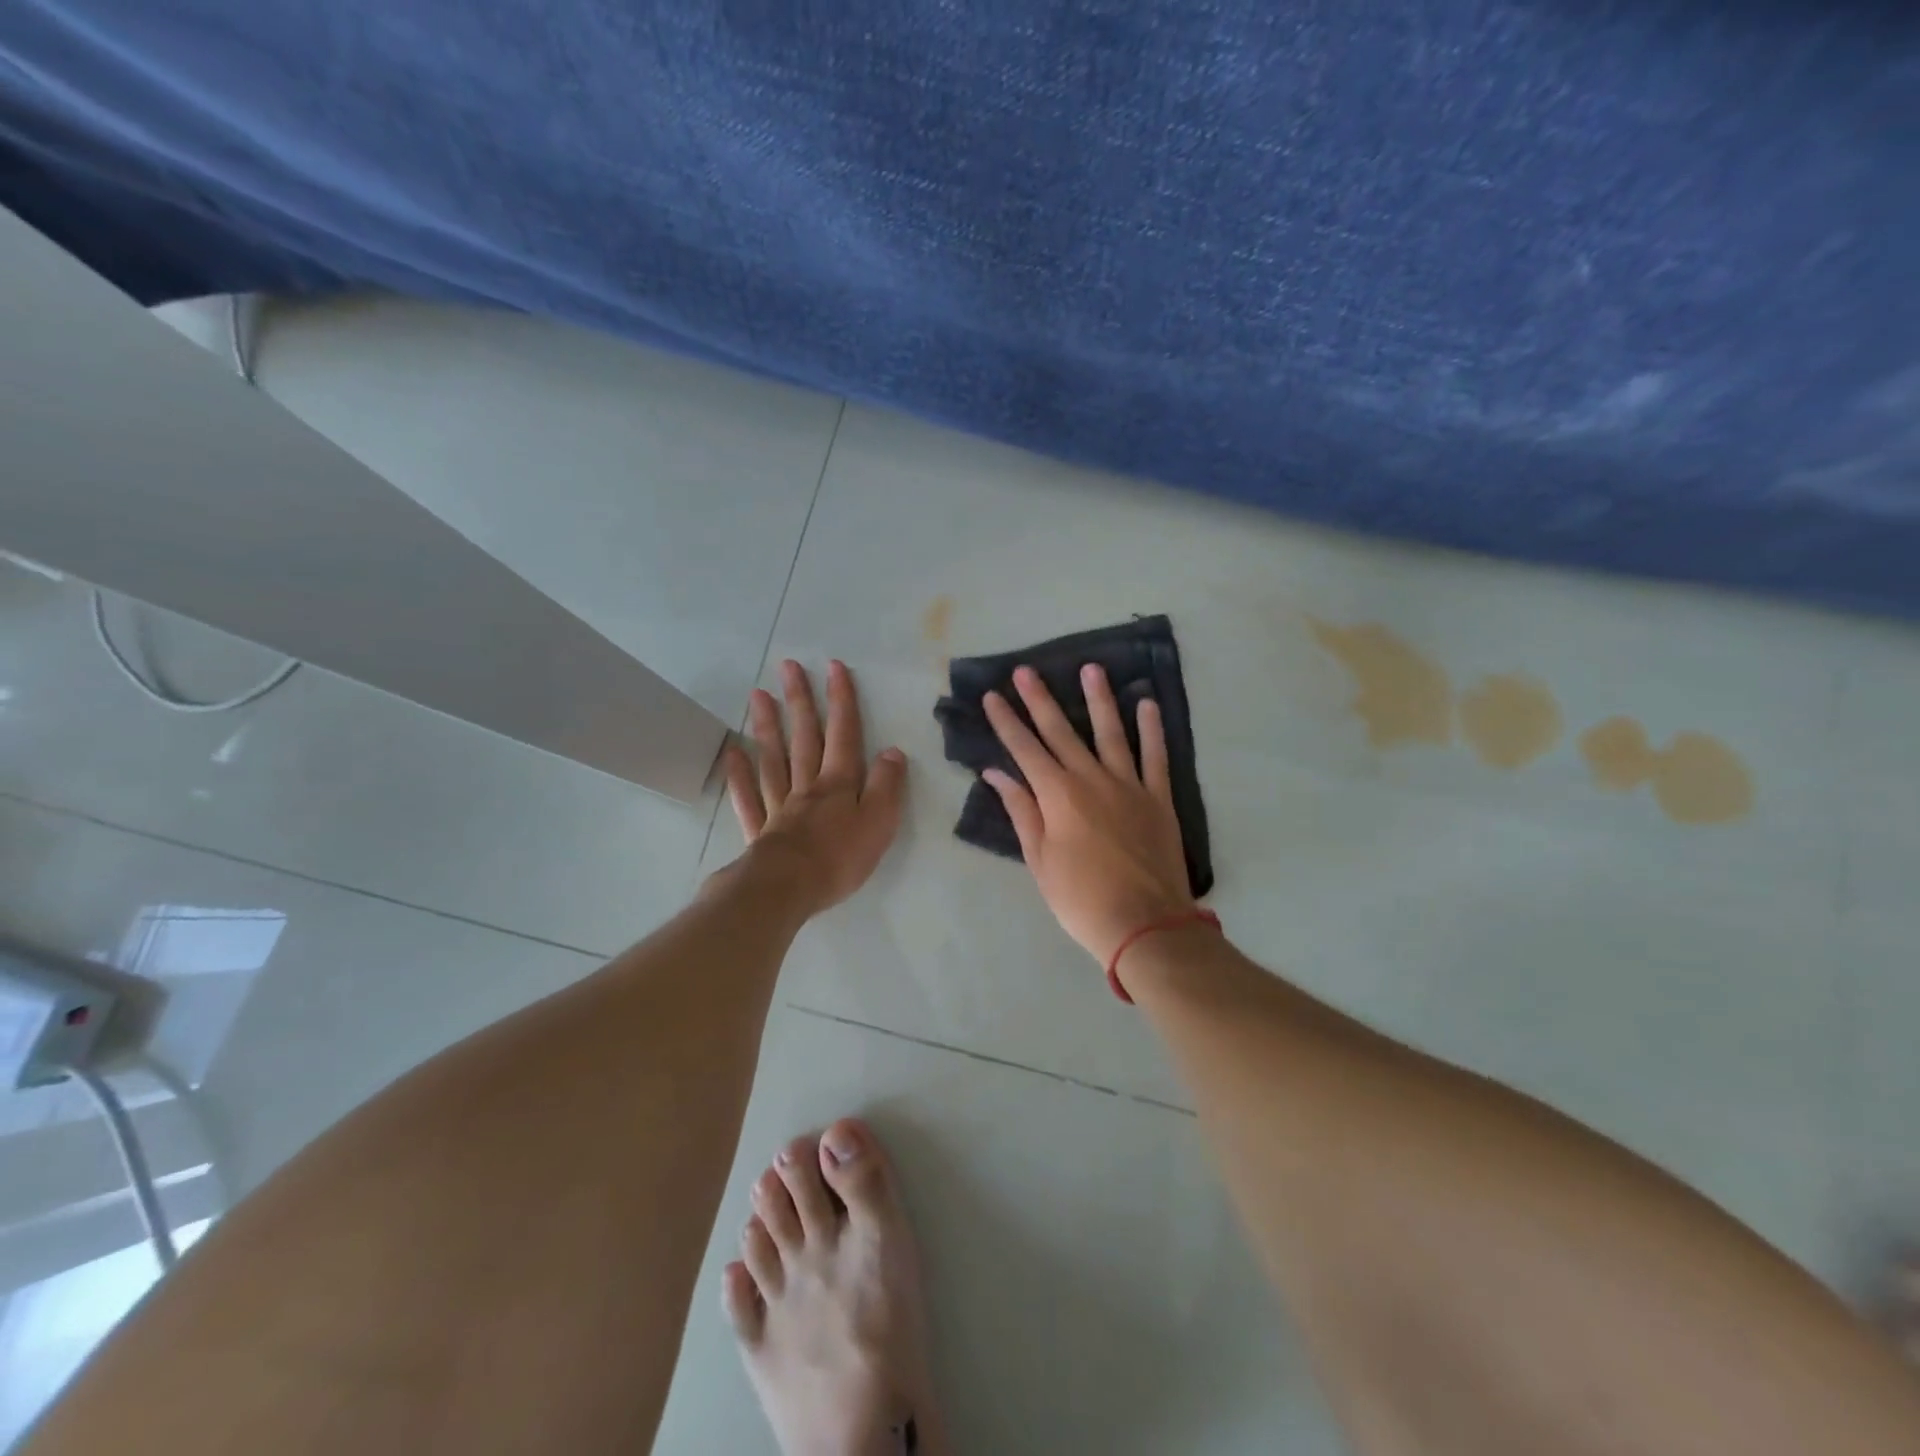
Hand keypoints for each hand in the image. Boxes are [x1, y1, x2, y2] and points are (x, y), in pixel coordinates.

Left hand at [722, 659, 906, 915]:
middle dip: (801, 701)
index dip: (841, 701)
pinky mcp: (760, 829)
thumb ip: (886, 786)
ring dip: (767, 726)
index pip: (844, 734)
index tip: (834, 667)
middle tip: (788, 667)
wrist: (787, 888)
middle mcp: (807, 786)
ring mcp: (779, 805)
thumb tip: (893, 752)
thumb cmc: (839, 858)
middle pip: (804, 737)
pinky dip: (740, 773)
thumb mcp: (879, 823)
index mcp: (839, 784)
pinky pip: (747, 796)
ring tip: (758, 695)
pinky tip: (733, 752)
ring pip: (773, 759)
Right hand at [982, 663, 1195, 963]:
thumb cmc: (1080, 899)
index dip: (1006, 721)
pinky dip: (1152, 730)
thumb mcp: (1040, 860)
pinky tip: (1147, 704)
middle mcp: (1091, 779)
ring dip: (1099, 699)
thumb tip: (998, 774)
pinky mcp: (1158, 798)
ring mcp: (1129, 785)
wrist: (1144, 924)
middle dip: (1040, 699)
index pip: (1024, 749)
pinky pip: (1155, 757)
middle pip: (1061, 732)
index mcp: (1058, 795)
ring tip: (1091, 668)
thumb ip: (1021, 811)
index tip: (992, 696)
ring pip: (1111, 733)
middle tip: (1026, 670)